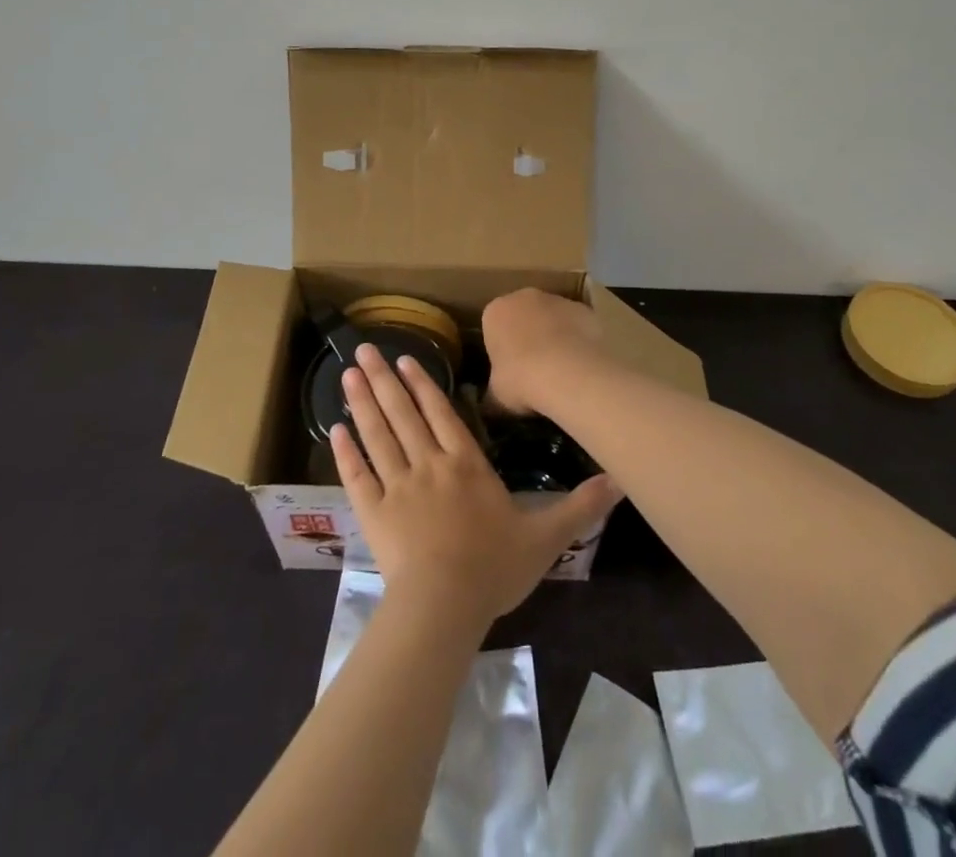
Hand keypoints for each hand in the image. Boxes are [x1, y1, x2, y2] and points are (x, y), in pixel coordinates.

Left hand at [330, 344, 620, 626]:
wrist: (444, 605)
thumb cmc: (494, 568)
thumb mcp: (546, 538)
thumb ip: (580, 506)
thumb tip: (619, 480)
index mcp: (465, 465)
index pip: (440, 413)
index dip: (422, 384)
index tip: (405, 358)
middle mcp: (428, 464)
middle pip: (403, 413)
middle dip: (384, 379)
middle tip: (363, 349)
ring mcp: (397, 486)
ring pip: (377, 434)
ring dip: (362, 402)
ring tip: (348, 373)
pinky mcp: (374, 512)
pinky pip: (357, 475)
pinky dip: (346, 451)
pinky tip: (335, 428)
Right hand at [481, 288, 606, 416]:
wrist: (568, 372)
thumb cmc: (521, 379)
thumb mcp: (496, 395)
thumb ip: (493, 392)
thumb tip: (491, 402)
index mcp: (495, 312)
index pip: (492, 326)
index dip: (500, 348)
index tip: (507, 369)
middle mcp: (524, 297)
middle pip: (523, 315)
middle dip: (527, 336)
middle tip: (533, 369)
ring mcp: (558, 300)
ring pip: (552, 318)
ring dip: (554, 336)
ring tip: (561, 371)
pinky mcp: (585, 309)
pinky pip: (577, 326)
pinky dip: (578, 340)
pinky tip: (581, 366)